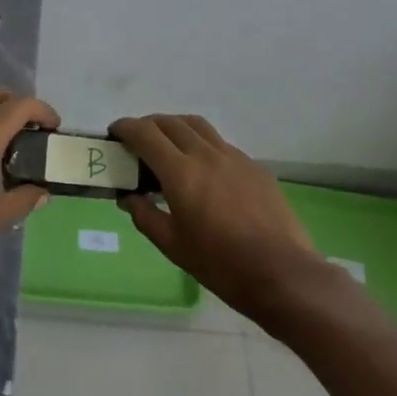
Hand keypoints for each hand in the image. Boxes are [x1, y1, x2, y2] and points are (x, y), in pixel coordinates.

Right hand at [113, 114, 319, 319]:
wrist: (282, 273)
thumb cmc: (221, 264)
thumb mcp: (173, 246)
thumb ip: (145, 216)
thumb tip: (128, 197)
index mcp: (181, 172)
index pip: (145, 134)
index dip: (125, 128)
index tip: (115, 133)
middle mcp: (205, 154)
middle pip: (170, 122)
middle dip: (148, 125)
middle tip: (137, 141)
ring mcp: (233, 156)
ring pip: (197, 125)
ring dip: (175, 127)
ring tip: (168, 145)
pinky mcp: (254, 166)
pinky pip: (220, 143)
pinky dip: (201, 144)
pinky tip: (203, 169)